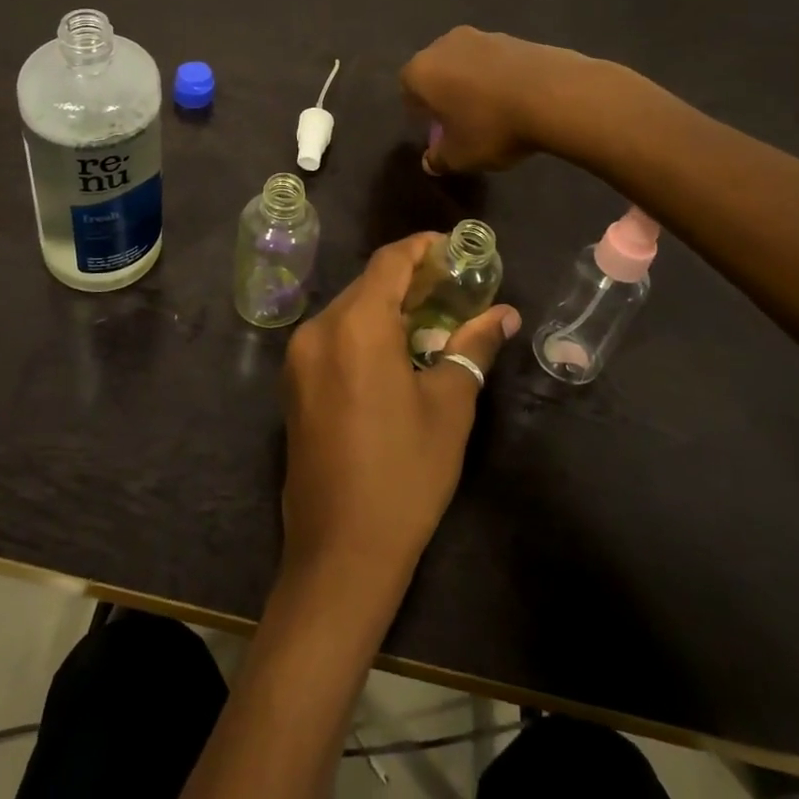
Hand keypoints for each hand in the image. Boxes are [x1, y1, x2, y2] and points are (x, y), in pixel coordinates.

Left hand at [279, 233, 519, 590]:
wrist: (340, 551)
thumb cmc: (405, 474)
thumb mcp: (449, 406)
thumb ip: (473, 347)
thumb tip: (504, 314)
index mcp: (356, 325)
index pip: (389, 261)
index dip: (423, 248)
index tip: (455, 250)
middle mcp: (319, 328)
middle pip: (367, 284)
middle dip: (409, 279)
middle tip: (453, 288)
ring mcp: (299, 356)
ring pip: (348, 309)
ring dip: (387, 307)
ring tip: (431, 320)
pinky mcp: (293, 382)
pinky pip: (333, 337)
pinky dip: (363, 331)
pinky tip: (394, 352)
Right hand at [400, 26, 592, 173]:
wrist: (555, 95)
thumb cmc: (492, 127)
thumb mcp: (460, 156)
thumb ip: (438, 159)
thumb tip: (430, 161)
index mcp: (422, 70)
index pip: (407, 87)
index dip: (418, 110)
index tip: (434, 128)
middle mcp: (445, 45)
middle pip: (436, 69)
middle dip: (444, 92)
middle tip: (460, 119)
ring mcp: (483, 36)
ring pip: (466, 62)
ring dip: (472, 82)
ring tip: (492, 111)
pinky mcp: (515, 37)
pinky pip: (496, 61)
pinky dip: (499, 77)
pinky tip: (516, 100)